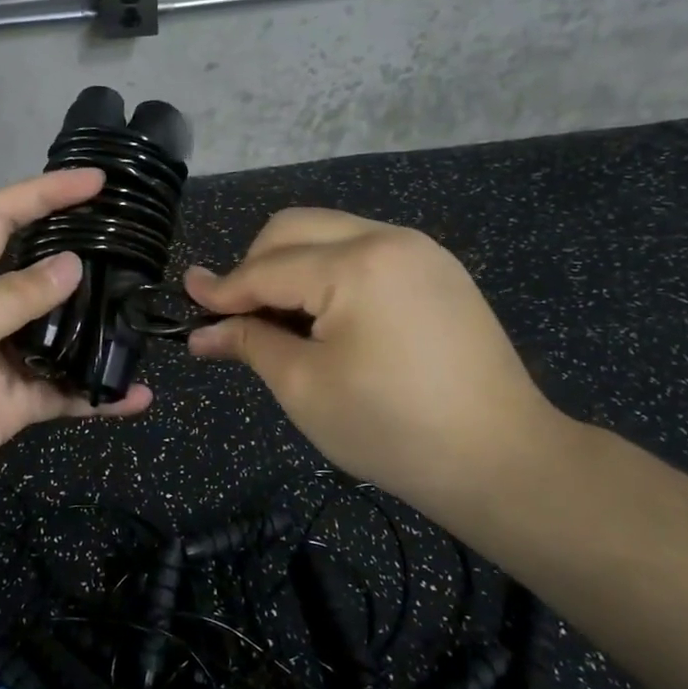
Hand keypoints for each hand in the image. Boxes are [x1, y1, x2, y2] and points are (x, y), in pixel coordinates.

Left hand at [0, 169, 149, 542]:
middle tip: (136, 251)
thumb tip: (71, 264)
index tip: (97, 181)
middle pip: (36, 273)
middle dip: (81, 257)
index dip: (45, 193)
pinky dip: (96, 395)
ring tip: (144, 323)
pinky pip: (61, 393)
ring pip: (57, 336)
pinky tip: (134, 397)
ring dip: (96, 332)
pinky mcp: (9, 407)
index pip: (1, 218)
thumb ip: (13, 298)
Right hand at [184, 208, 571, 511]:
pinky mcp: (438, 270)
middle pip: (294, 229)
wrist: (501, 459)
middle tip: (237, 316)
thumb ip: (249, 344)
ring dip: (292, 266)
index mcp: (355, 264)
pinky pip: (364, 250)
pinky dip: (330, 272)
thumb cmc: (391, 429)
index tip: (186, 297)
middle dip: (255, 266)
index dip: (222, 288)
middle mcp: (388, 238)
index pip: (267, 268)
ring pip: (329, 233)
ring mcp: (420, 250)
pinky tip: (327, 316)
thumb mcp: (305, 388)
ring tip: (281, 320)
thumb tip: (201, 330)